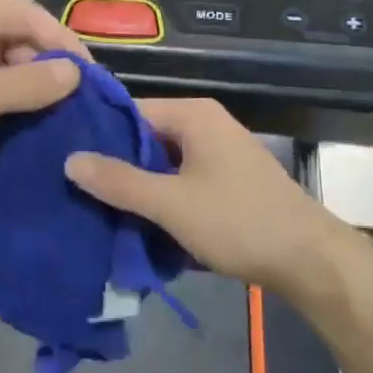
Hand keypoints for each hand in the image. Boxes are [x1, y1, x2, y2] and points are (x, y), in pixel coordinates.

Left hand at [0, 0, 88, 205]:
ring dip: (19, 80)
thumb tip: (75, 73)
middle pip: (9, 31)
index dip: (62, 42)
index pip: (26, 12)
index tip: (88, 78)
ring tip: (43, 112)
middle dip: (40, 62)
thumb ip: (29, 83)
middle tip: (66, 100)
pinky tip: (8, 118)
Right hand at [64, 98, 357, 294]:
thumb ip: (119, 181)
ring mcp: (219, 154)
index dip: (97, 135)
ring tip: (96, 209)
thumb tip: (70, 159)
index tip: (63, 159)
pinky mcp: (227, 181)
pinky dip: (161, 198)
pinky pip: (181, 181)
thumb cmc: (238, 221)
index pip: (129, 112)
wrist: (309, 260)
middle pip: (145, 138)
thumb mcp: (170, 203)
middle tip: (74, 190)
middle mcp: (206, 125)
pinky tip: (136, 222)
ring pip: (162, 163)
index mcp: (193, 115)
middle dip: (115, 166)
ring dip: (137, 187)